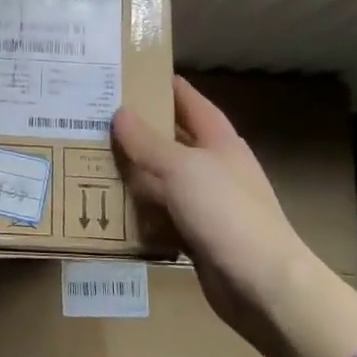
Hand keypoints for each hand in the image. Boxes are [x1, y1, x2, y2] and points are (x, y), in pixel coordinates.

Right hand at [112, 76, 320, 352]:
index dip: (165, 86)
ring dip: (135, 171)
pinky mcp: (198, 234)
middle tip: (97, 118)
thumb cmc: (226, 213)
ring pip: (163, 178)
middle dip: (139, 130)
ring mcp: (208, 202)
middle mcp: (215, 167)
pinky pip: (162, 214)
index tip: (133, 73)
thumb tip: (120, 113)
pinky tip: (112, 207)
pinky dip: (140, 211)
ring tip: (93, 158)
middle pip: (173, 140)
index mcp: (219, 142)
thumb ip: (147, 142)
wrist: (262, 284)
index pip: (191, 102)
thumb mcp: (181, 168)